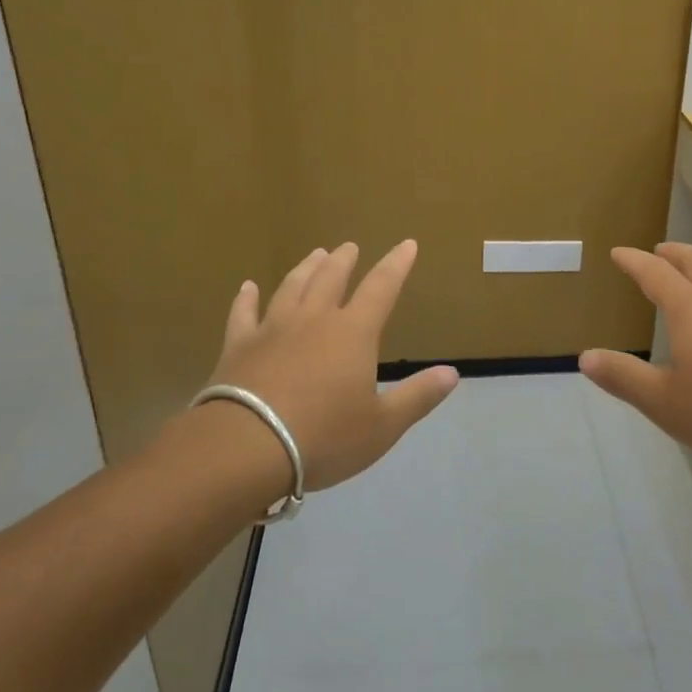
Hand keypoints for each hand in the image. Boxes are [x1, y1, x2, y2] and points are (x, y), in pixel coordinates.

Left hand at [205, 240, 458, 490]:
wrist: (246, 447)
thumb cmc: (323, 437)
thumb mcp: (382, 426)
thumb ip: (417, 396)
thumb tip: (452, 372)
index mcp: (353, 333)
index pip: (382, 287)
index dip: (396, 265)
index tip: (407, 244)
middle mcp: (314, 319)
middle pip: (331, 278)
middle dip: (345, 260)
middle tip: (350, 247)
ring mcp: (273, 328)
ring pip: (292, 287)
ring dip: (306, 268)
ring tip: (315, 254)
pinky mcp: (238, 346)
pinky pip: (244, 313)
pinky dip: (246, 298)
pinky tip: (247, 287)